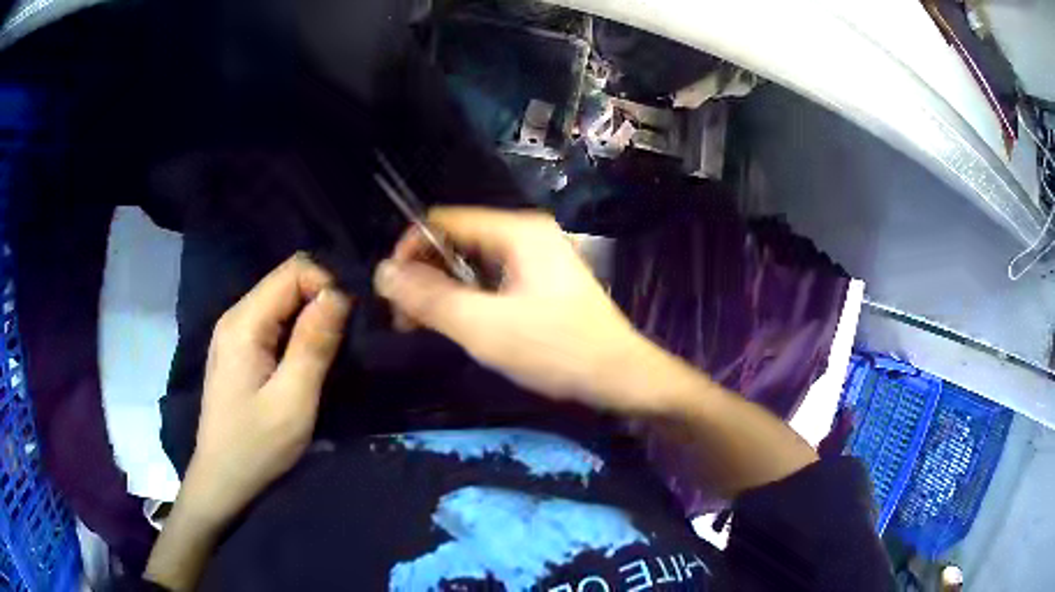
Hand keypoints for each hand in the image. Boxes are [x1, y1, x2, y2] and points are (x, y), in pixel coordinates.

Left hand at [184, 254, 351, 524]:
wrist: (222, 479)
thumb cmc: (257, 447)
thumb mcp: (293, 401)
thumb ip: (314, 344)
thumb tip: (340, 294)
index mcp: (244, 323)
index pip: (294, 270)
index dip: (327, 285)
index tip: (348, 324)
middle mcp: (236, 316)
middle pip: (287, 281)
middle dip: (322, 299)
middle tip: (346, 339)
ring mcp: (234, 332)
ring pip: (282, 300)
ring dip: (312, 316)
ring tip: (332, 349)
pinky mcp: (239, 349)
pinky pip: (275, 320)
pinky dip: (298, 330)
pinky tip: (308, 358)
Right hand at [374, 207, 658, 414]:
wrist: (620, 377)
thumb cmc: (557, 350)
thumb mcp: (485, 328)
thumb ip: (430, 299)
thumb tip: (382, 273)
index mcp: (516, 231)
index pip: (443, 221)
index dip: (410, 250)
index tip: (392, 292)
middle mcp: (524, 234)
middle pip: (455, 241)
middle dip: (424, 275)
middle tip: (404, 318)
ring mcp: (534, 258)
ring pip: (470, 263)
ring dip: (442, 291)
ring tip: (423, 327)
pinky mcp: (538, 282)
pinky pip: (489, 279)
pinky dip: (466, 299)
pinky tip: (457, 326)